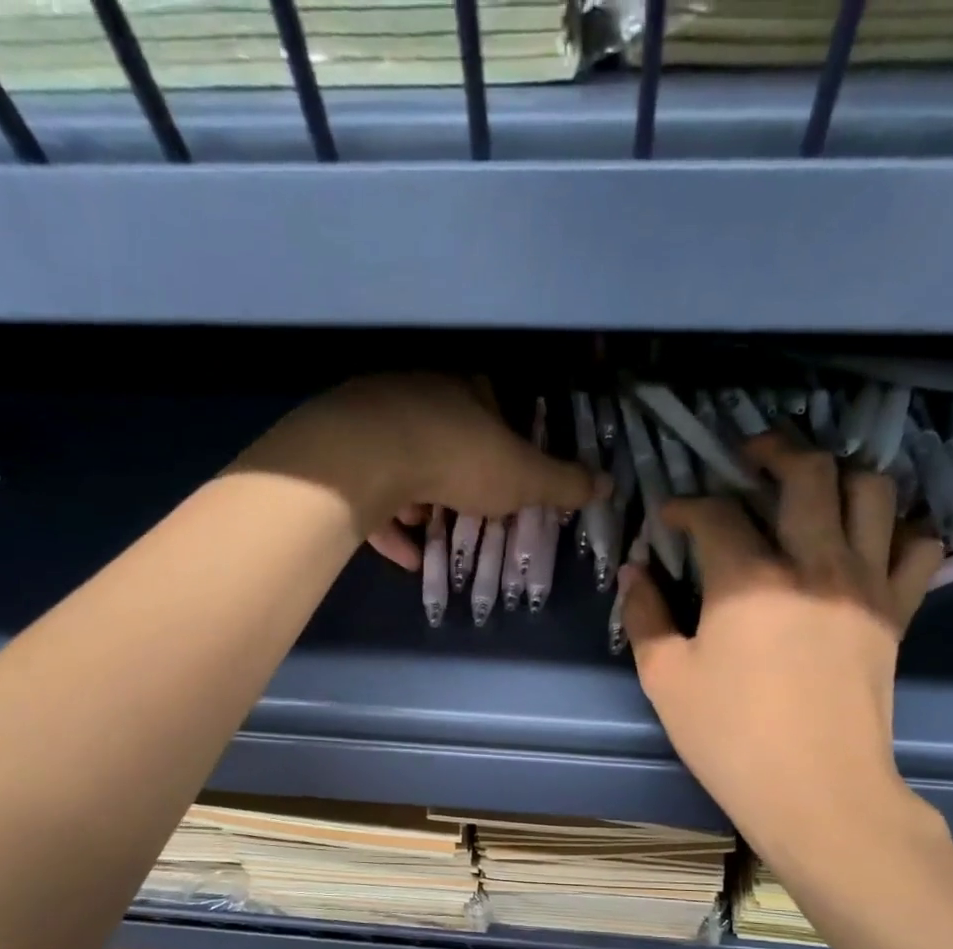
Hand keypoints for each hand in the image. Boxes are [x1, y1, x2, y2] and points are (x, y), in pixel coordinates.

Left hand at [230, 374, 595, 569]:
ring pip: (403, 463)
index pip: (490, 402)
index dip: (502, 438)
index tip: (506, 472)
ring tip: (432, 532)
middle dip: (458, 477)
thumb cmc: (458, 458)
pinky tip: (405, 556)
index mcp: (464, 389)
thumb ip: (563, 483)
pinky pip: (370, 492)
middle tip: (470, 510)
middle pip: (443, 434)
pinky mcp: (342, 454)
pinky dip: (389, 524)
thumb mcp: (523, 477)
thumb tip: (609, 484)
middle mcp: (417, 396)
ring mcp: (373, 421)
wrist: (368, 457)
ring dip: (420, 501)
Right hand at [622, 435, 946, 874]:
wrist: (818, 793)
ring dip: (839, 475)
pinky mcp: (897, 611)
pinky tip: (869, 537)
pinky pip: (919, 545)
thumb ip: (646, 617)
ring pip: (872, 490)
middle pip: (807, 472)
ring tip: (812, 487)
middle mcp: (815, 562)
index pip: (714, 513)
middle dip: (772, 451)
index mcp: (749, 580)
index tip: (670, 516)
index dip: (684, 505)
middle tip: (748, 457)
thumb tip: (637, 573)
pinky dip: (898, 527)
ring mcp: (865, 583)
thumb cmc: (732, 740)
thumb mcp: (666, 681)